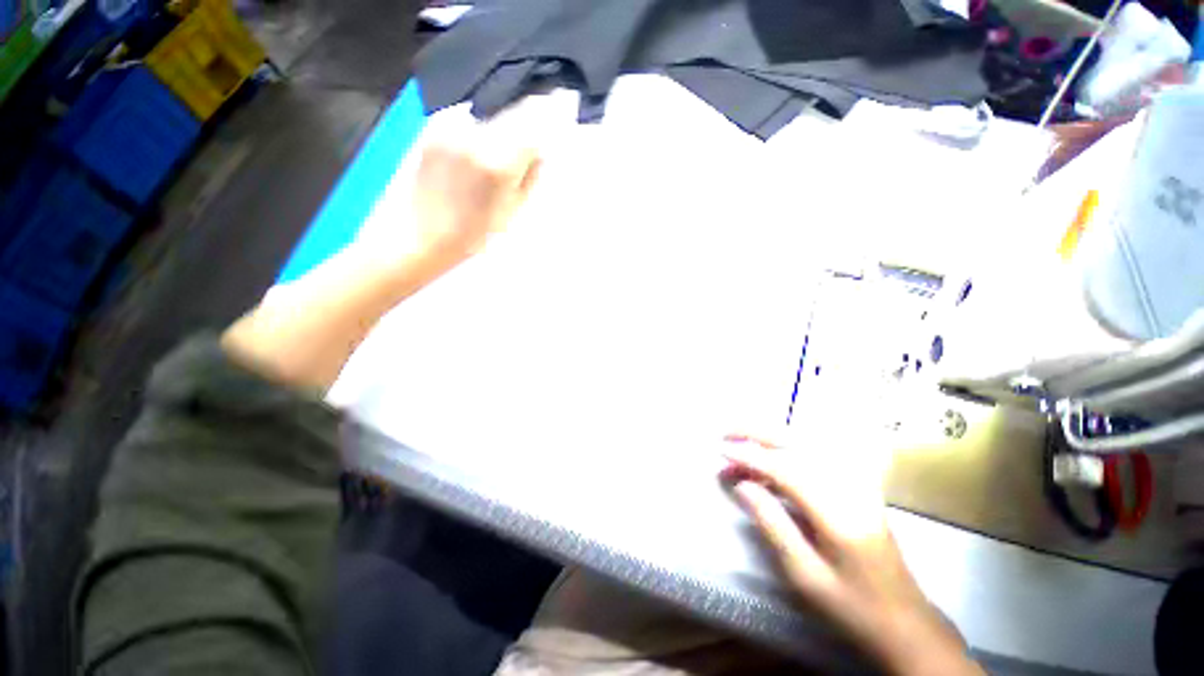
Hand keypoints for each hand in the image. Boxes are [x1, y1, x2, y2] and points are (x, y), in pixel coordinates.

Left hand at [222, 122, 541, 392]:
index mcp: (499, 164)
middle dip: (517, 140)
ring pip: (487, 123)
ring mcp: (449, 132)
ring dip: (495, 139)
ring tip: (486, 170)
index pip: (532, 134)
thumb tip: (540, 156)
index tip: (537, 157)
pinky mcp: (431, 133)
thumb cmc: (470, 237)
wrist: (417, 239)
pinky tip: (466, 167)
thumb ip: (530, 179)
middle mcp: (474, 138)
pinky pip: (465, 126)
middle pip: (510, 120)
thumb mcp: (511, 214)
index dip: (537, 146)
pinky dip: (473, 140)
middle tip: (513, 166)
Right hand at [721, 432, 981, 675]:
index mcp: (838, 513)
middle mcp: (850, 488)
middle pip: (799, 444)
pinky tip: (771, 458)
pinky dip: (788, 450)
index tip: (721, 451)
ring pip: (807, 445)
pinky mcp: (858, 488)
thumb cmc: (852, 605)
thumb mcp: (804, 574)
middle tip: (726, 432)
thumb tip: (742, 485)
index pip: (786, 469)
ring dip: (769, 441)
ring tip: (740, 445)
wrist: (905, 621)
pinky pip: (817, 456)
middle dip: (758, 433)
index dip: (751, 457)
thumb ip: (772, 523)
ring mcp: (858, 485)